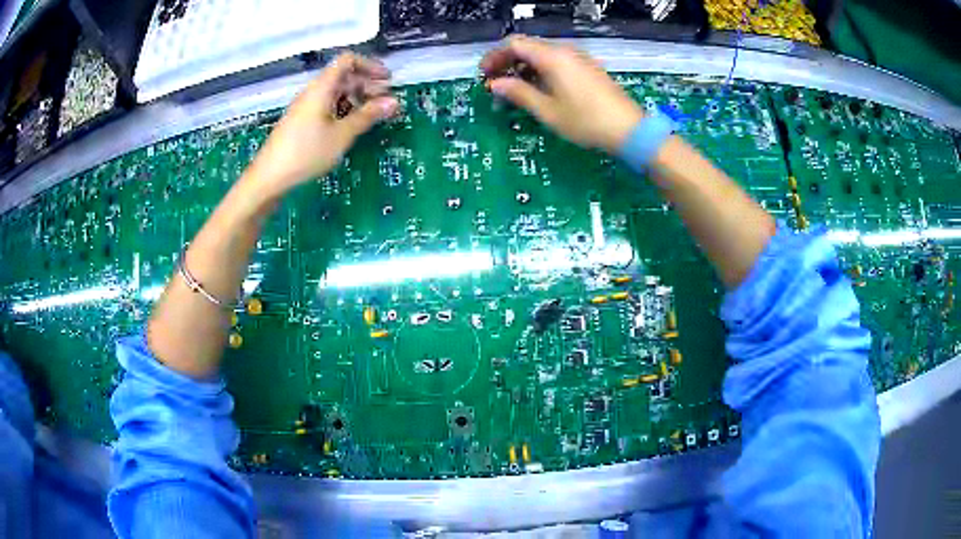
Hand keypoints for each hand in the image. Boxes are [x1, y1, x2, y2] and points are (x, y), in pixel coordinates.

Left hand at [247, 53, 398, 197]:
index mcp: (322, 87)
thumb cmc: (307, 152)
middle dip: (368, 85)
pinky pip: (327, 105)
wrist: (269, 177)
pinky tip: (351, 126)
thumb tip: (394, 102)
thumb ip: (368, 116)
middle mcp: (314, 91)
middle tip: (386, 103)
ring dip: (357, 99)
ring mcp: (306, 106)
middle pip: (344, 76)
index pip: (348, 60)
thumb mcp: (342, 135)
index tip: (388, 81)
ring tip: (373, 117)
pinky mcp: (302, 120)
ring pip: (336, 92)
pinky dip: (344, 110)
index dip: (370, 65)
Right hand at [481, 36, 643, 153]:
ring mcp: (579, 58)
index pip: (515, 44)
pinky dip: (541, 70)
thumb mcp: (547, 110)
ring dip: (524, 67)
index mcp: (552, 57)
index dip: (495, 56)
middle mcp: (565, 51)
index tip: (484, 74)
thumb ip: (519, 93)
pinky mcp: (588, 68)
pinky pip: (558, 62)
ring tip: (515, 89)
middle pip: (528, 47)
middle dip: (508, 62)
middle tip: (495, 82)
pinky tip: (539, 89)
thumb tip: (495, 84)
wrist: (629, 129)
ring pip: (543, 54)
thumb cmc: (585, 121)